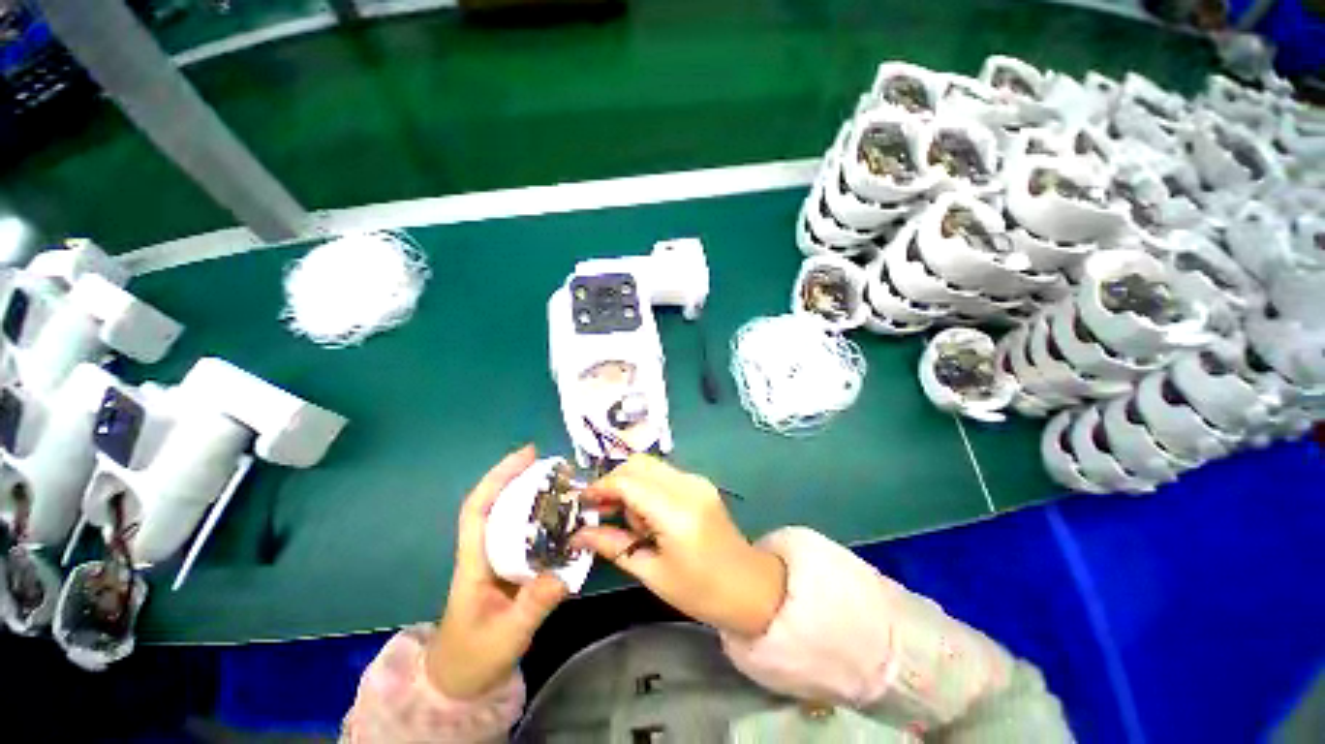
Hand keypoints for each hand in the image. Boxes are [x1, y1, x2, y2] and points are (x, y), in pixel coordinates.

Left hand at [426, 446, 568, 699]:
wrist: (461, 680)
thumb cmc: (475, 656)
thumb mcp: (507, 635)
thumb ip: (534, 604)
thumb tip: (565, 572)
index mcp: (473, 563)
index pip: (478, 509)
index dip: (498, 477)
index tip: (527, 454)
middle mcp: (483, 552)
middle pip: (496, 503)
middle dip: (521, 477)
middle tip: (557, 464)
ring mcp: (496, 559)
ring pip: (510, 516)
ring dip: (534, 494)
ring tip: (564, 481)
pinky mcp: (510, 566)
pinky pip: (525, 533)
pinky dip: (542, 517)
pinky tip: (564, 515)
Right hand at [573, 455, 786, 637]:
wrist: (751, 586)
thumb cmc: (701, 591)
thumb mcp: (652, 573)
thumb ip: (614, 545)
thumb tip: (578, 534)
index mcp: (676, 512)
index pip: (628, 482)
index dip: (600, 488)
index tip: (582, 503)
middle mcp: (687, 486)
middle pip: (638, 464)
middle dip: (614, 482)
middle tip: (603, 511)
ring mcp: (696, 480)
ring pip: (649, 465)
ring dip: (630, 484)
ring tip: (630, 521)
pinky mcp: (699, 482)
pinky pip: (662, 473)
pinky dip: (646, 486)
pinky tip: (648, 514)